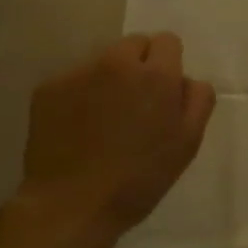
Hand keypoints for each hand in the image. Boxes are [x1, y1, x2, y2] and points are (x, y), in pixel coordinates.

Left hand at [10, 33, 216, 247]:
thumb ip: (198, 100)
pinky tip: (78, 127)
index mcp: (156, 75)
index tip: (162, 91)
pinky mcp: (49, 87)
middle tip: (135, 103)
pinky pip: (74, 78)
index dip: (168, 64)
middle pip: (134, 43)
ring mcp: (79, 72)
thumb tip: (186, 79)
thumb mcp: (187, 144)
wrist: (71, 206)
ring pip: (102, 60)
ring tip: (103, 118)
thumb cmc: (138, 179)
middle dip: (139, 64)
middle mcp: (117, 62)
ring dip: (109, 77)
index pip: (167, 41)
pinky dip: (80, 94)